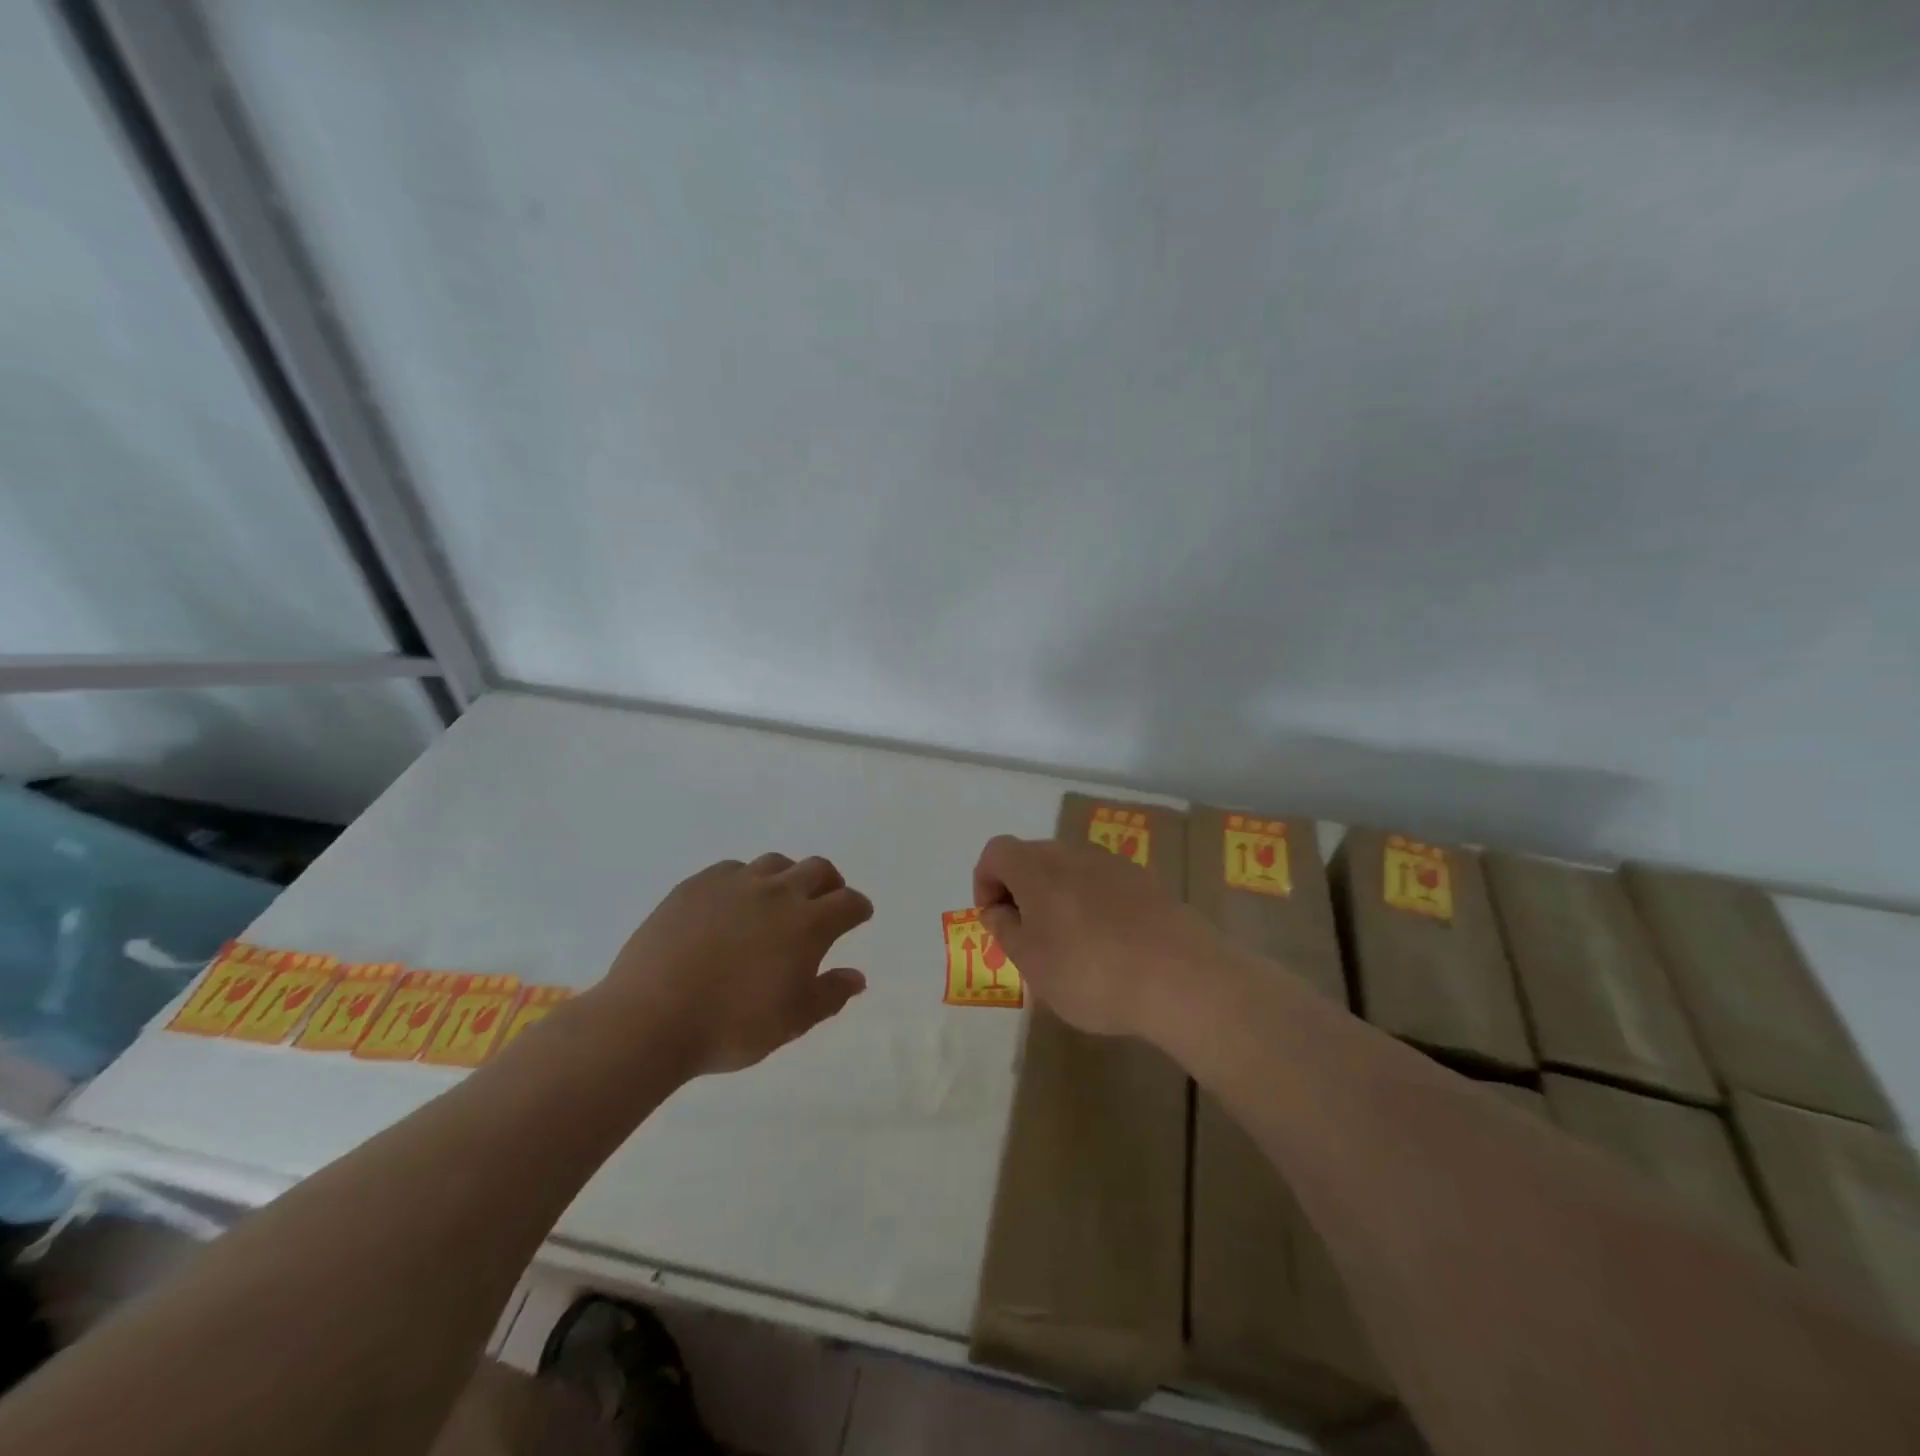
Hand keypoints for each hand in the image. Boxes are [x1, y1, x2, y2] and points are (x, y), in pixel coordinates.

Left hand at [599, 854, 871, 1076]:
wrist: (650, 1018)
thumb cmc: (731, 1026)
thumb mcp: (792, 1022)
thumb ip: (830, 995)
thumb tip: (856, 977)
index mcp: (808, 924)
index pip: (848, 902)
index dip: (858, 908)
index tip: (858, 916)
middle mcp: (777, 893)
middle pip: (818, 869)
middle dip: (830, 883)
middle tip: (826, 901)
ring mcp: (734, 884)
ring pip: (775, 863)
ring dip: (788, 878)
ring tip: (778, 901)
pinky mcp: (696, 885)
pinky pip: (732, 870)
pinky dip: (745, 881)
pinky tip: (733, 904)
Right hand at [973, 835, 1223, 1038]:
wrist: (1184, 978)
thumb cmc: (1092, 974)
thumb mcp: (1033, 963)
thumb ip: (1006, 930)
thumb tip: (996, 909)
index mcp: (1039, 869)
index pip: (997, 851)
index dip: (985, 881)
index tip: (996, 920)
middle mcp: (1075, 854)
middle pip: (1033, 856)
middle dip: (1020, 889)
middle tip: (1027, 935)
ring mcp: (1115, 864)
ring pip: (1070, 868)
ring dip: (1058, 896)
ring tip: (1069, 944)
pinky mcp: (1148, 881)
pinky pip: (1104, 882)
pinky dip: (1092, 903)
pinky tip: (1109, 944)